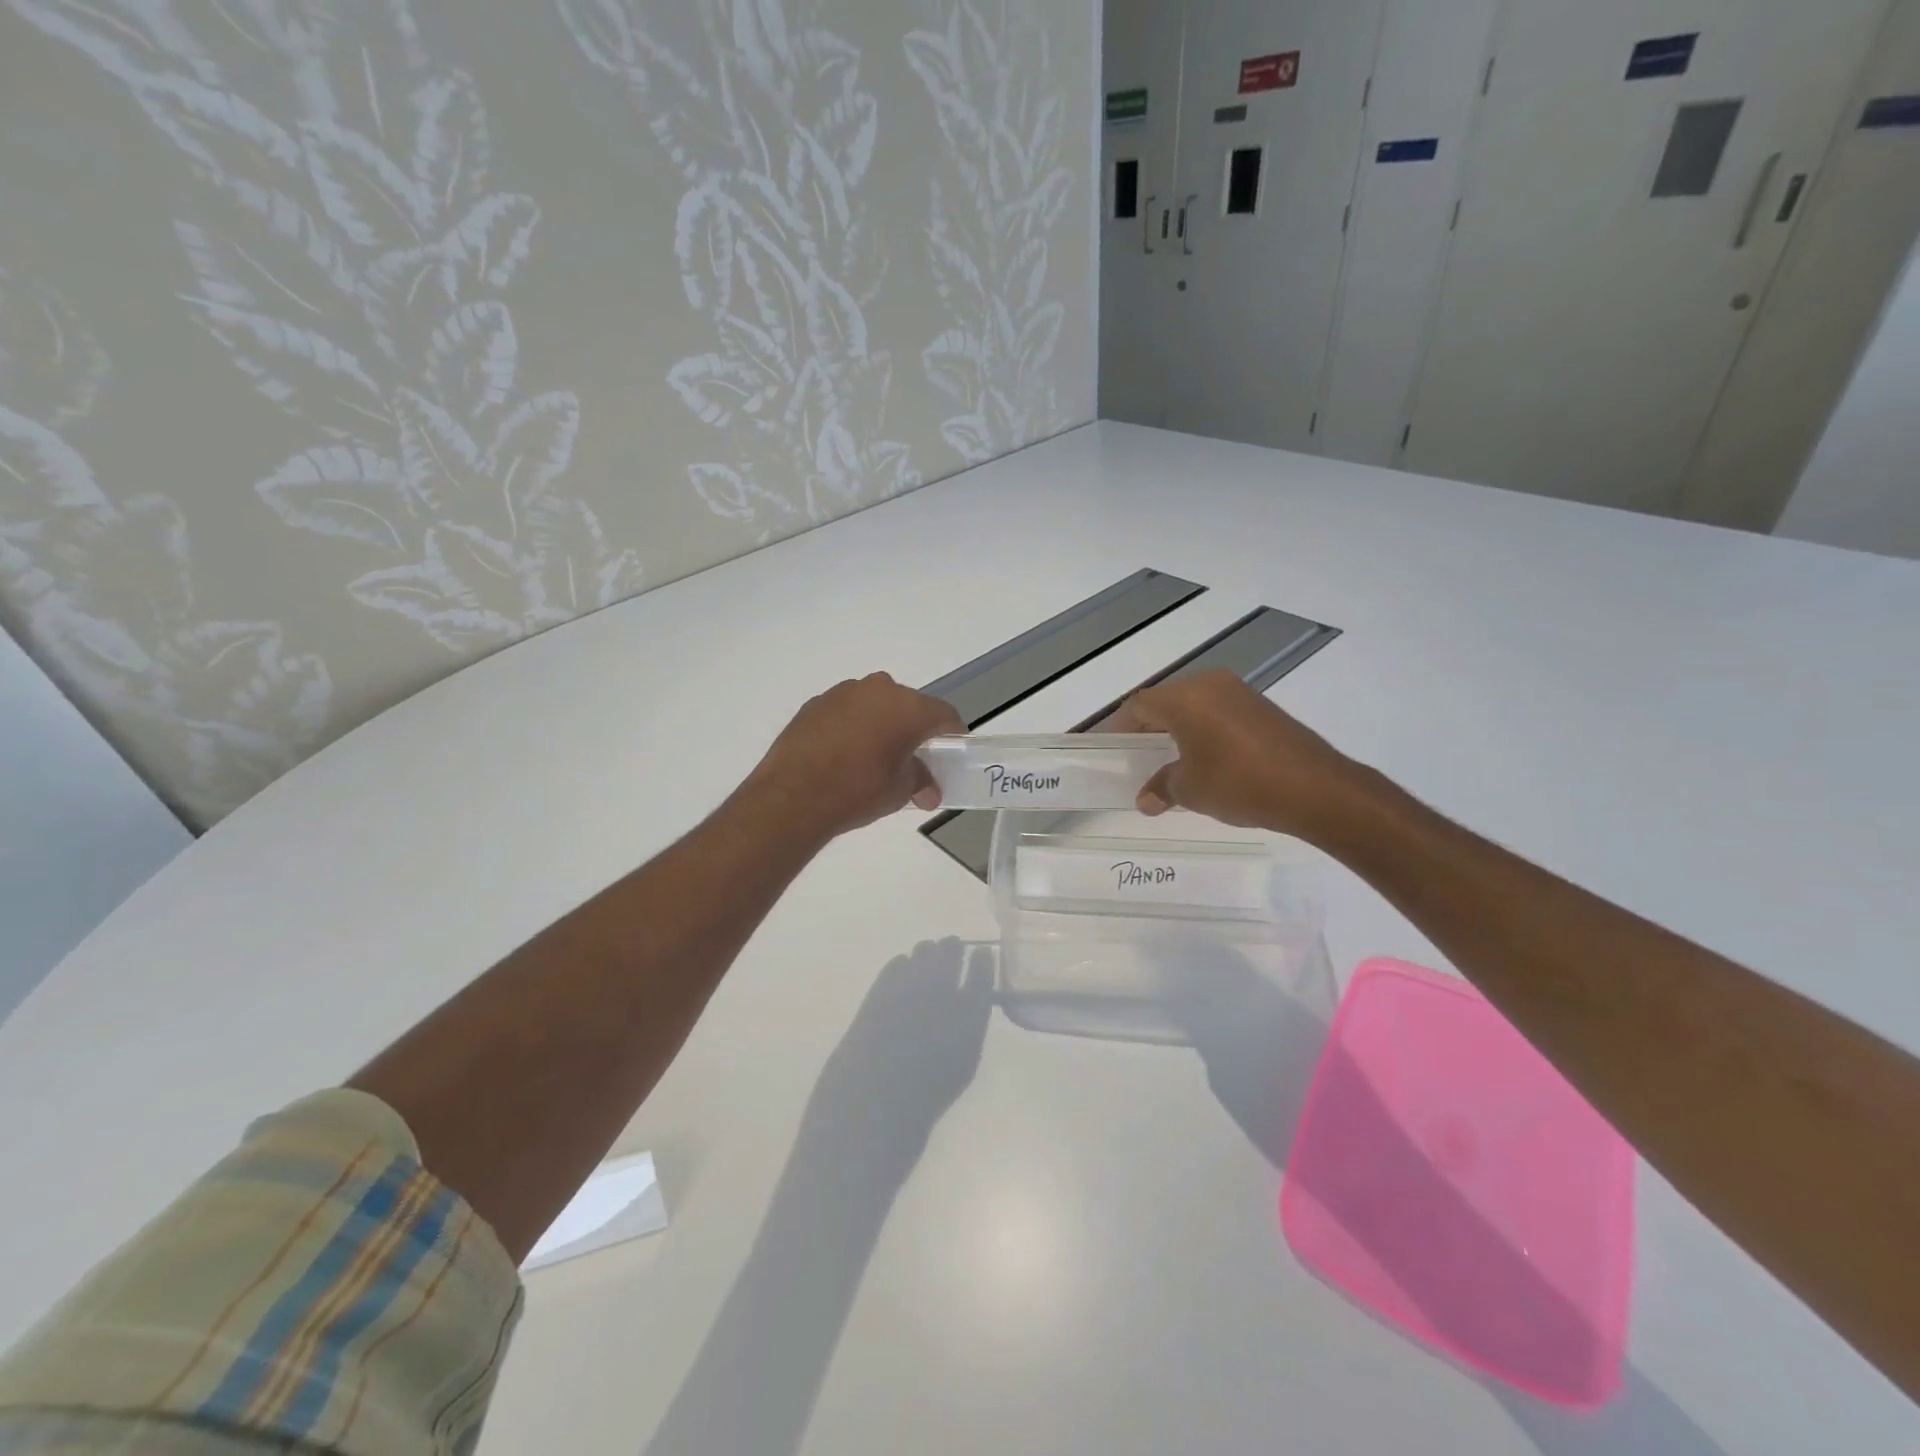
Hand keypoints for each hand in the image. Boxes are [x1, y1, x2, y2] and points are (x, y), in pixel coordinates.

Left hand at [746, 673, 963, 838]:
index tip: (951, 753)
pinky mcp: (816, 703)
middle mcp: (879, 689)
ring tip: (875, 756)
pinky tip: (845, 753)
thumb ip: (920, 781)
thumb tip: (928, 790)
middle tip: (913, 758)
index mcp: (908, 707)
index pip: (944, 715)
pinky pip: (847, 710)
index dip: (952, 735)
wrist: (792, 796)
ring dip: (882, 724)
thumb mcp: (899, 791)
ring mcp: (844, 692)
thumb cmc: (857, 791)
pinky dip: (853, 725)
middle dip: (915, 729)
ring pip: (876, 704)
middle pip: (909, 705)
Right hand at [1107, 670, 1363, 838]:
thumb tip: (1146, 799)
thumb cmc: (1239, 783)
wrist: (1315, 788)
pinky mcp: (1263, 707)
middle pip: (1166, 700)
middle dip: (1148, 726)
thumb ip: (1163, 787)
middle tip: (1138, 754)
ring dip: (1178, 727)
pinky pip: (1219, 711)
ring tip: (1170, 758)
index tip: (1112, 747)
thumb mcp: (1191, 790)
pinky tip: (1207, 757)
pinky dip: (1204, 729)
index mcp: (1184, 698)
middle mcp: (1210, 685)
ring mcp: (1240, 693)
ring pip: (1194, 704)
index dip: (1120, 726)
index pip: (1139, 705)